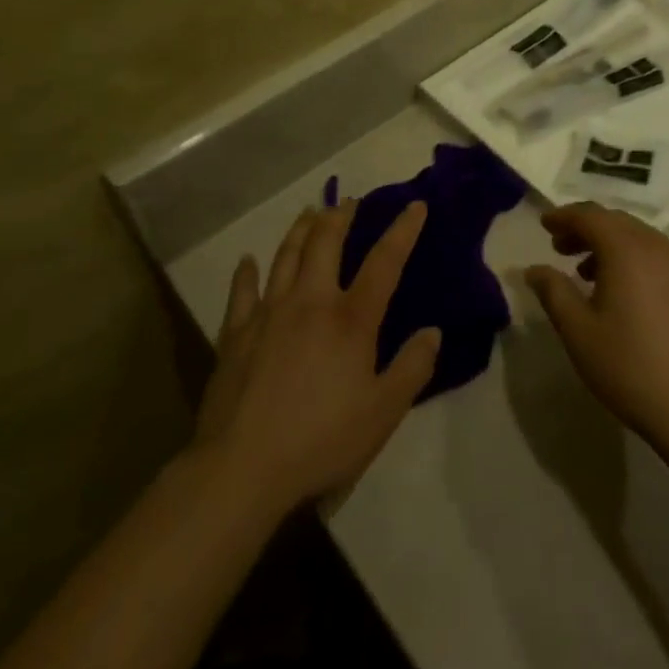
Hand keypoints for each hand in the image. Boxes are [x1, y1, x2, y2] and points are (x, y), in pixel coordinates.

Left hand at [194, 202, 439, 513]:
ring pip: (286, 256)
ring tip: (310, 212)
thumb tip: (433, 331)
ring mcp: (268, 312)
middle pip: (326, 243)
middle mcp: (310, 302)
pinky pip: (241, 291)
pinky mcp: (236, 333)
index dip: (402, 230)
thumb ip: (412, 368)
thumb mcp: (382, 413)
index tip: (414, 205)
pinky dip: (246, 272)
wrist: (243, 467)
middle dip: (341, 216)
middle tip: (350, 202)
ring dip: (301, 229)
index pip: (384, 262)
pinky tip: (248, 261)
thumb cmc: (321, 440)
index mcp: (350, 319)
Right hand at [524, 203, 668, 458]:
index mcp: (627, 250)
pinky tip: (626, 292)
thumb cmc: (629, 367)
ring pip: (640, 238)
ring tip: (588, 273)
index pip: (590, 215)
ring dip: (611, 244)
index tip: (544, 226)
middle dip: (586, 228)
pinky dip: (635, 260)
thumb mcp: (578, 331)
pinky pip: (660, 257)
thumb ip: (553, 291)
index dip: (564, 216)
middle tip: (560, 248)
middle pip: (616, 221)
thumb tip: (534, 269)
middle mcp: (659, 247)